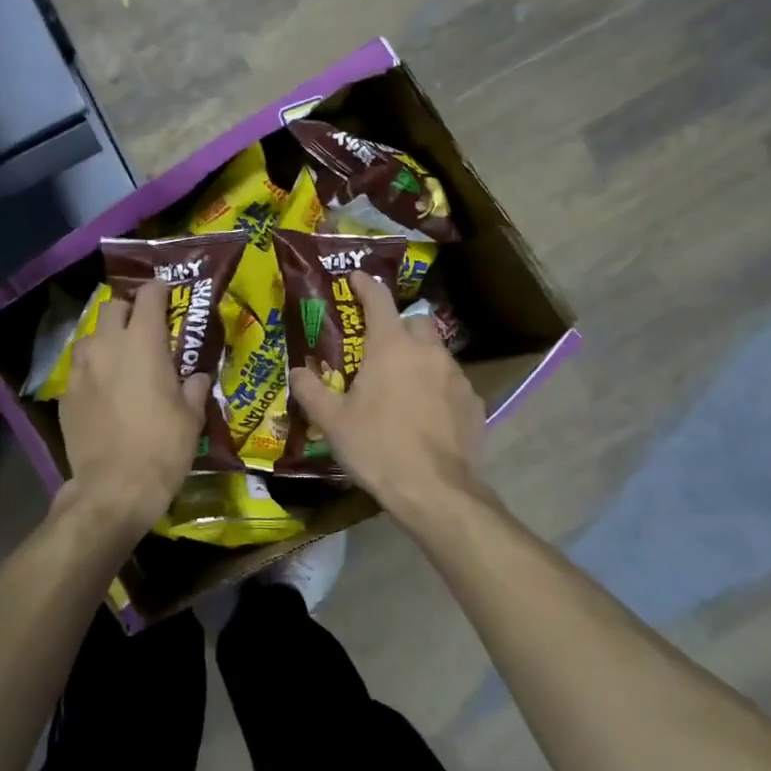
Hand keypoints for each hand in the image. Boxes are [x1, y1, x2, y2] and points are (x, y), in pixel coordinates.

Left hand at [59, 280, 209, 537]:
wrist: (114, 488)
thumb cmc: (162, 448)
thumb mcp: (191, 417)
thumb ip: (194, 388)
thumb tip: (197, 377)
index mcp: (143, 343)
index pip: (149, 296)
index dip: (160, 291)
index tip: (168, 295)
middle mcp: (107, 346)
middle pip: (113, 307)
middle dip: (129, 311)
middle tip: (144, 329)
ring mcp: (81, 369)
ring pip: (90, 336)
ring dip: (106, 339)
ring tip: (119, 359)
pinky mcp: (65, 394)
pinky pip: (79, 368)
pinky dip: (92, 370)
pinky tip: (103, 391)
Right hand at [288, 272, 487, 527]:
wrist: (436, 492)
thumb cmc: (378, 448)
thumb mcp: (333, 422)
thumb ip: (311, 391)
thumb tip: (296, 372)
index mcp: (391, 347)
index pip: (379, 299)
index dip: (365, 285)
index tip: (355, 278)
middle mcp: (428, 352)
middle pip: (415, 321)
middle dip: (398, 326)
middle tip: (379, 349)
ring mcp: (457, 376)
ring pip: (436, 353)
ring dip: (419, 359)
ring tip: (402, 387)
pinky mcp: (475, 403)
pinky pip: (452, 383)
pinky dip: (437, 388)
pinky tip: (426, 415)